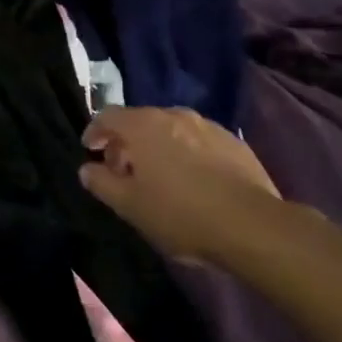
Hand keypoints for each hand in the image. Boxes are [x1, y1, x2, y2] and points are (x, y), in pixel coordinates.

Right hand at [80, 107, 281, 261]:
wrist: (253, 226)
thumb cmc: (181, 214)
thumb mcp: (130, 206)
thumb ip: (102, 183)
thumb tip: (87, 169)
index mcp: (142, 125)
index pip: (107, 115)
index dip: (95, 131)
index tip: (92, 150)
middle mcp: (172, 115)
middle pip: (140, 120)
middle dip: (127, 142)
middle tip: (124, 170)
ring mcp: (207, 126)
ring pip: (171, 129)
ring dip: (159, 146)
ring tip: (161, 176)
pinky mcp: (234, 143)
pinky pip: (199, 141)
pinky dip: (188, 153)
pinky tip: (194, 180)